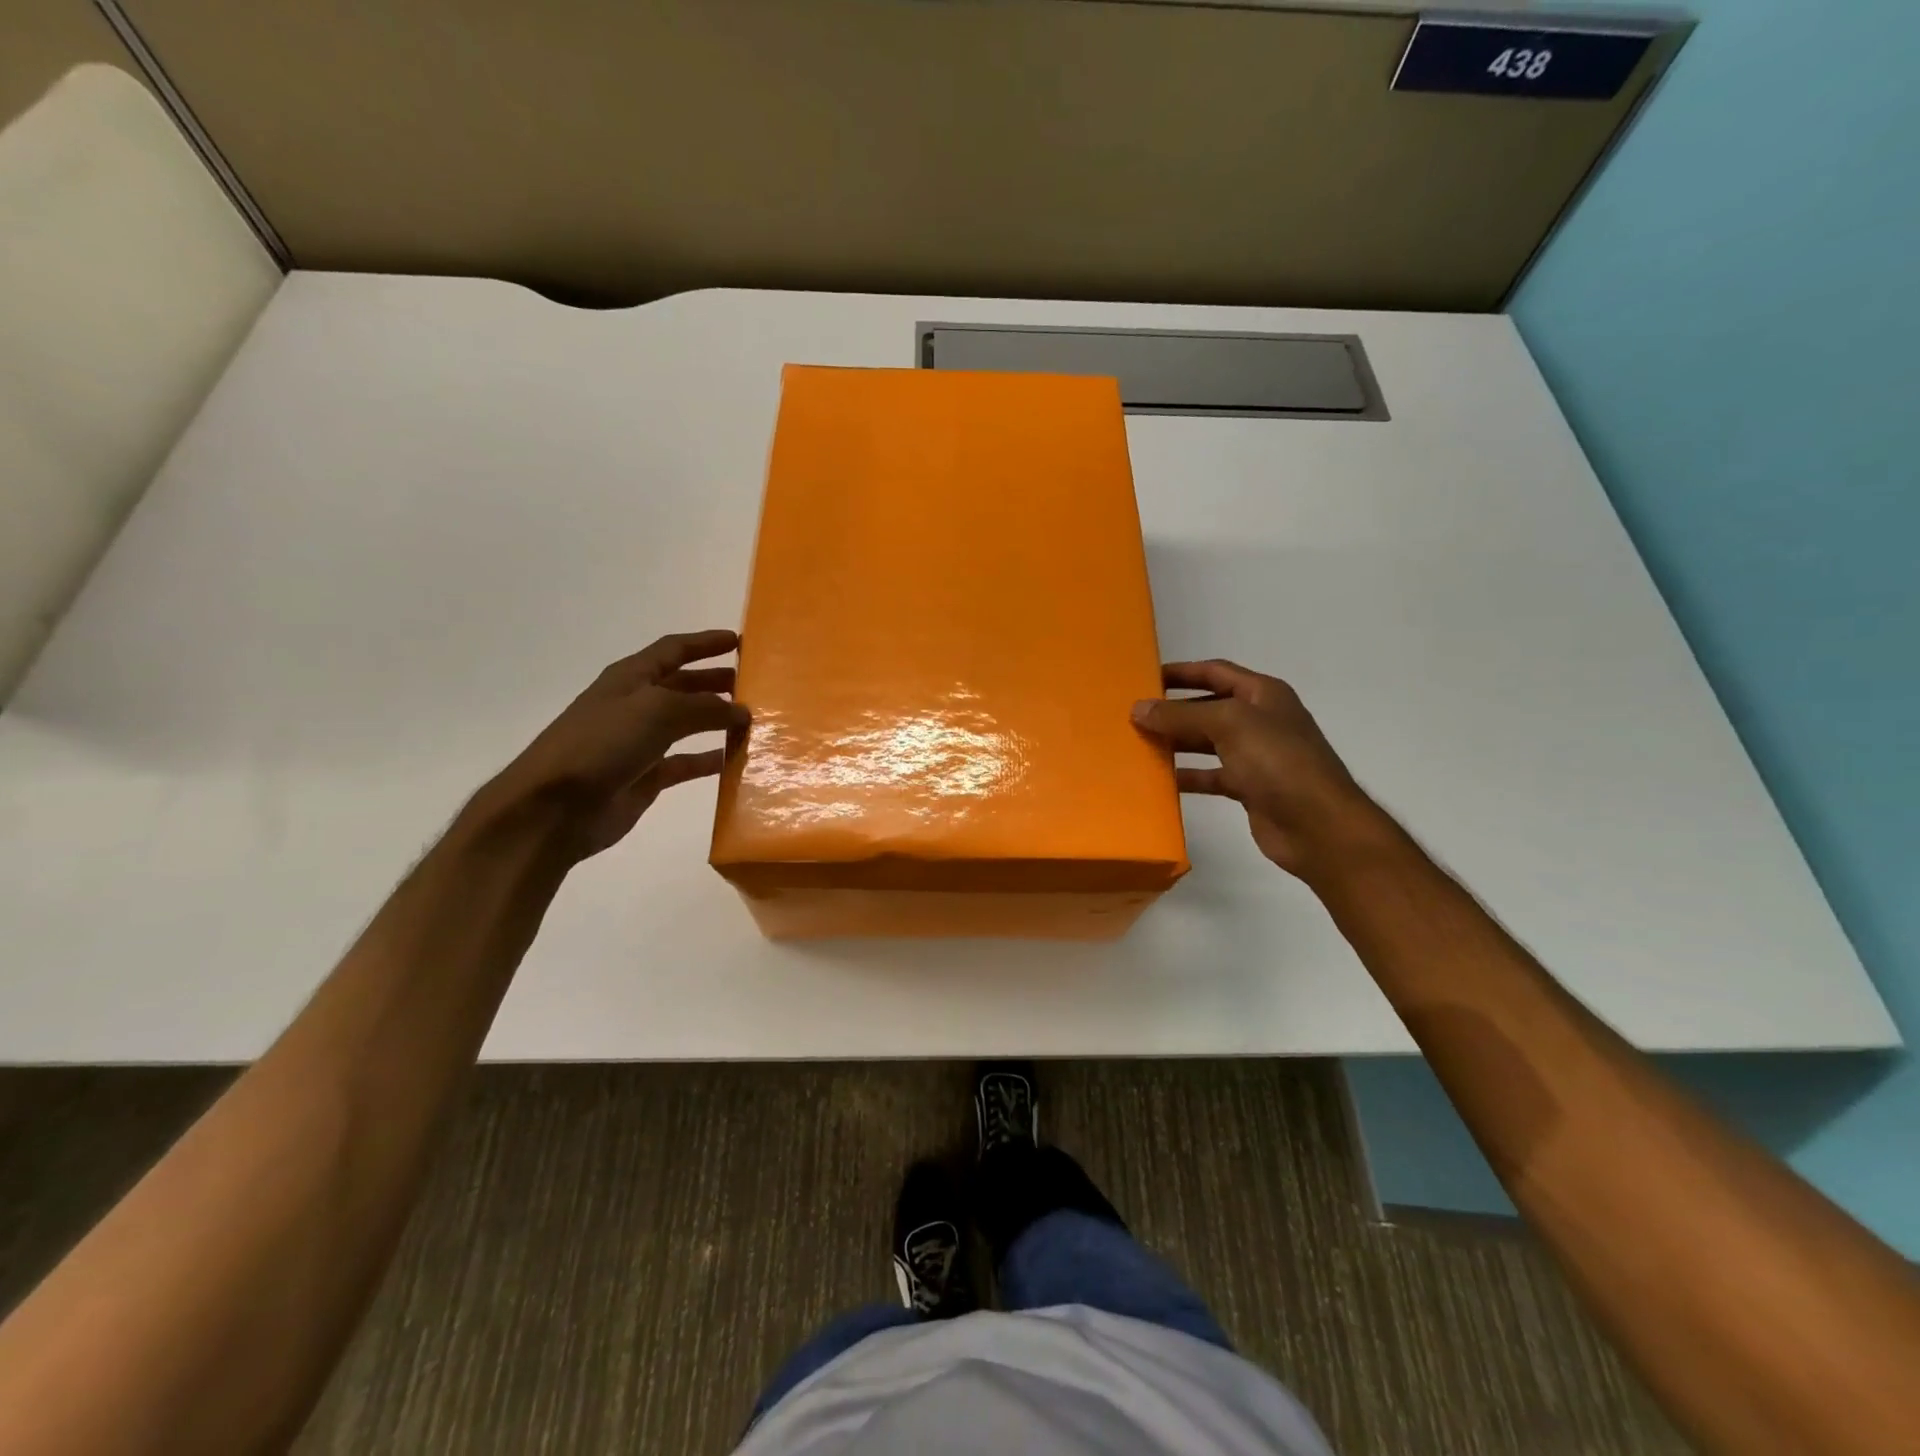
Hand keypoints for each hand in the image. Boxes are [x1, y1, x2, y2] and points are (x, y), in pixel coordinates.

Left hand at [480, 629, 748, 858]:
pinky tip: (734, 760)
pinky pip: (686, 762)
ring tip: (753, 720)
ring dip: (718, 720)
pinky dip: (710, 759)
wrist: (554, 806)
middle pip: (684, 685)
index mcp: (631, 678)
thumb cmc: (602, 743)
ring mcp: (641, 742)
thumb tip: (742, 711)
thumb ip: (705, 707)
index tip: (739, 641)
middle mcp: (636, 705)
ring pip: (689, 724)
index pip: (674, 649)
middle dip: (716, 681)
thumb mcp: (657, 711)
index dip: (706, 643)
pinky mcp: (646, 776)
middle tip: (755, 684)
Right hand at [1132, 660, 1382, 880]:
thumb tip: (1138, 708)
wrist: (1319, 826)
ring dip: (1176, 743)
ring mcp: (1256, 756)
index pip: (1215, 672)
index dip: (1181, 672)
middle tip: (1133, 716)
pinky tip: (1160, 781)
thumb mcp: (1228, 725)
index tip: (1145, 677)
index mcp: (1262, 694)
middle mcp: (1260, 720)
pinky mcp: (1249, 788)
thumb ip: (1181, 715)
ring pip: (1206, 743)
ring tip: (1138, 745)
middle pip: (1207, 707)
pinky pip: (1210, 776)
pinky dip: (1187, 776)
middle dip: (1172, 710)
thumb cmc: (1278, 762)